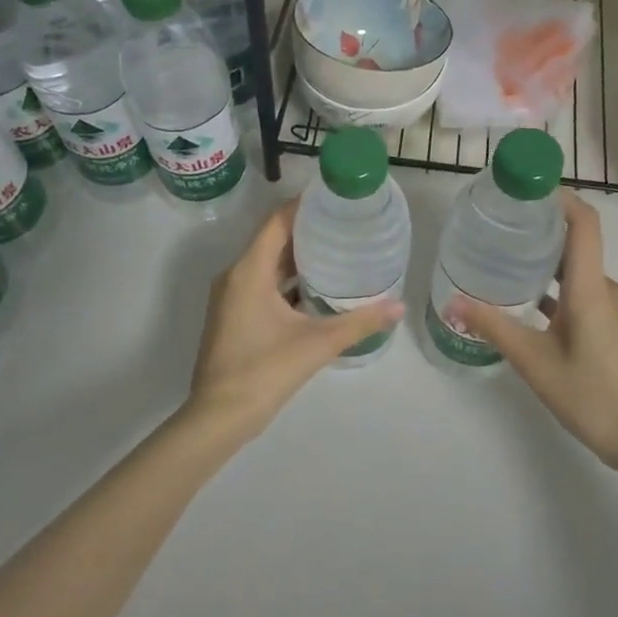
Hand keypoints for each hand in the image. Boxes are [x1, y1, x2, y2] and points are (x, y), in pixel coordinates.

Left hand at [185, 200, 403, 439]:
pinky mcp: (233, 315)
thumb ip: (359, 322)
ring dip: (297, 256)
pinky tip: (316, 288)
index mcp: (249, 270)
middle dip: (307, 230)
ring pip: (267, 263)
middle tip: (344, 224)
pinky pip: (262, 283)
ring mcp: (231, 296)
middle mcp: (236, 275)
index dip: (304, 206)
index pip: (277, 221)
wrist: (219, 417)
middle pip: (272, 239)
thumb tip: (399, 306)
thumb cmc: (264, 371)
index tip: (335, 199)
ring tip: (336, 250)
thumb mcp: (317, 344)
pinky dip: (287, 279)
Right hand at [455, 193, 617, 478]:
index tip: (525, 189)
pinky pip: (581, 293)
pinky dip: (555, 288)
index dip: (559, 198)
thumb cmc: (592, 396)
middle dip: (540, 229)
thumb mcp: (534, 362)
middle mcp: (605, 289)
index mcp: (590, 287)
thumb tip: (451, 301)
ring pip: (576, 271)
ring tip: (505, 261)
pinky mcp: (612, 327)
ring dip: (545, 261)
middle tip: (499, 225)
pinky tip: (527, 304)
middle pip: (576, 242)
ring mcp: (612, 309)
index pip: (584, 223)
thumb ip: (493, 327)